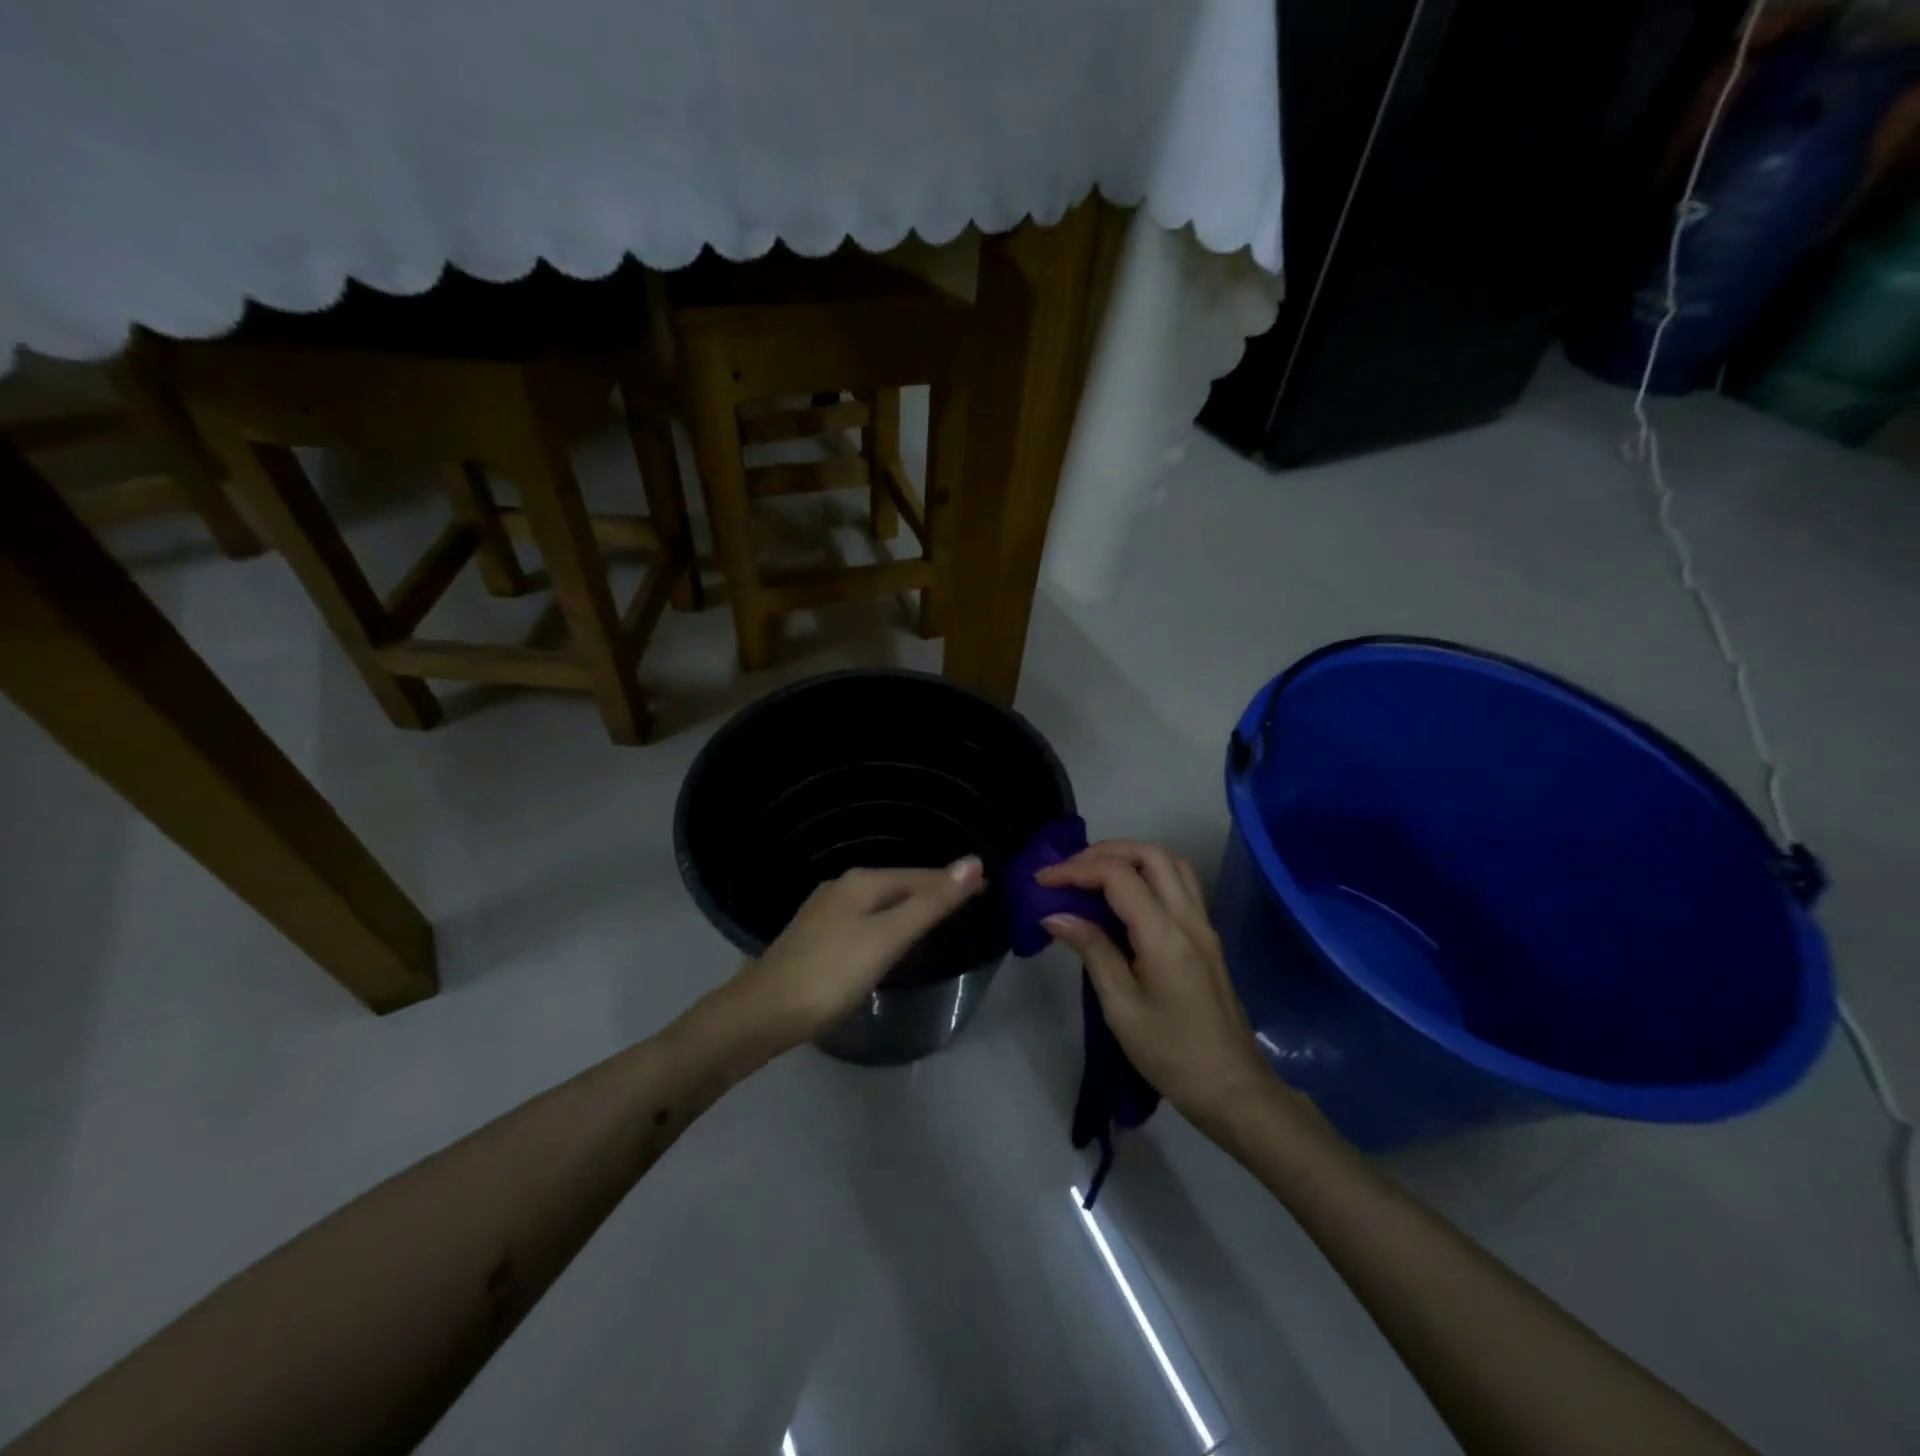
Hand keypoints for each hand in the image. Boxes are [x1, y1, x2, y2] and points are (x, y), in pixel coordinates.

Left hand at [720, 857, 987, 1053]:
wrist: (762, 1014)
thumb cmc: (831, 975)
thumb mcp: (887, 938)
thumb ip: (930, 903)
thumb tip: (972, 862)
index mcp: (862, 882)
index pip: (920, 876)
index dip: (953, 881)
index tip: (987, 886)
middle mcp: (842, 887)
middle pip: (900, 885)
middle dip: (934, 890)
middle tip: (970, 901)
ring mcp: (825, 911)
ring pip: (881, 902)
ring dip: (912, 906)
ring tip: (939, 916)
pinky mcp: (815, 937)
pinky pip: (866, 919)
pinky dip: (889, 922)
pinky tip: (891, 937)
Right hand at [1035, 841, 1279, 1130]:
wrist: (1233, 1090)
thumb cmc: (1172, 1055)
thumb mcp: (1121, 1008)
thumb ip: (1092, 951)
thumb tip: (1055, 915)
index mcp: (1165, 935)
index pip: (1118, 876)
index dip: (1075, 869)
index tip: (1042, 881)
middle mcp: (1189, 918)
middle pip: (1150, 854)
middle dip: (1104, 852)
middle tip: (1068, 871)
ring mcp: (1203, 925)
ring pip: (1170, 864)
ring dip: (1130, 858)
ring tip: (1093, 876)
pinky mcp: (1207, 937)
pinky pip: (1180, 885)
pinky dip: (1148, 875)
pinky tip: (1123, 900)